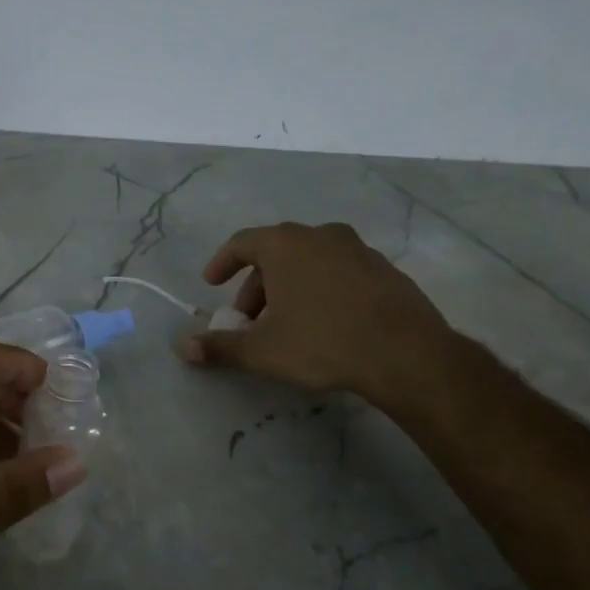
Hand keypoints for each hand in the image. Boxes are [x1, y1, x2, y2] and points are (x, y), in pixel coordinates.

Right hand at [175, 221, 455, 408]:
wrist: (406, 354)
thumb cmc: (322, 342)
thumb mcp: (262, 350)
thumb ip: (219, 346)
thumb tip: (183, 347)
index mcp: (286, 244)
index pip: (242, 242)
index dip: (222, 263)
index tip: (212, 283)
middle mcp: (321, 236)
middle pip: (276, 253)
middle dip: (256, 286)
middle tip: (249, 319)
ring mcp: (358, 250)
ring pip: (309, 262)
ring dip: (289, 287)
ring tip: (286, 324)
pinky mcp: (385, 270)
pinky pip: (339, 272)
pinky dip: (322, 290)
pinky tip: (325, 323)